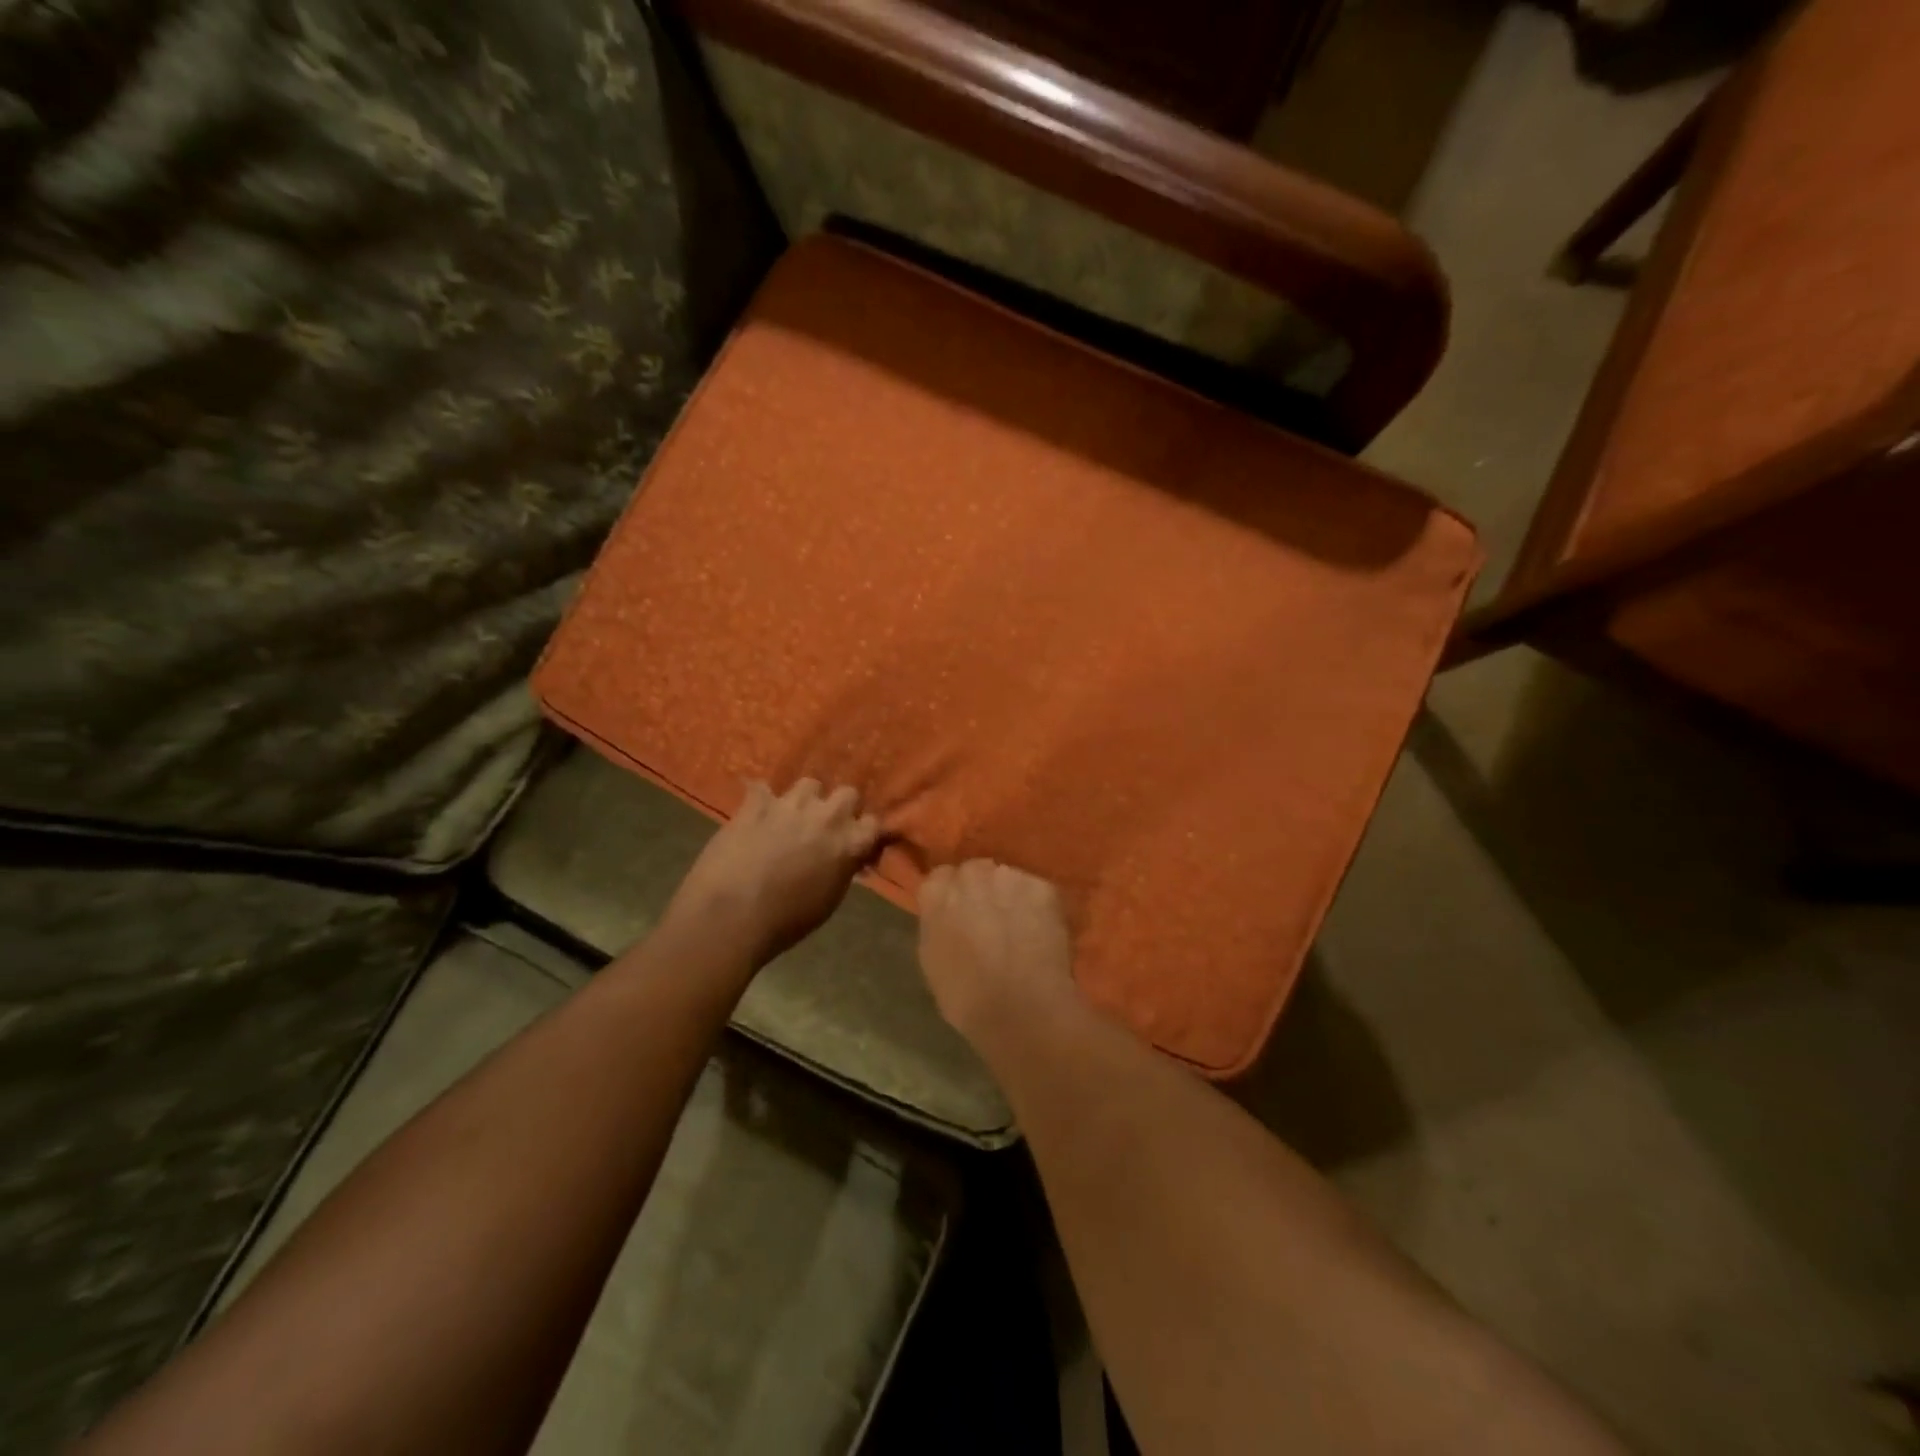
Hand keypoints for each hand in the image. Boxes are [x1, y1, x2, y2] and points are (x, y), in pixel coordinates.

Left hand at [670, 779, 879, 966]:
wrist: (731, 915)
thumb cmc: (785, 921)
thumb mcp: (829, 899)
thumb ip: (842, 868)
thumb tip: (845, 858)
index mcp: (848, 843)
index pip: (873, 823)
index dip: (863, 833)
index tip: (855, 844)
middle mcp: (826, 817)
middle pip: (847, 793)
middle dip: (840, 808)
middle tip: (825, 828)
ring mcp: (790, 805)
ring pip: (809, 784)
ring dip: (805, 800)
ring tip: (792, 817)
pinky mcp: (755, 803)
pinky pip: (763, 789)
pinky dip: (761, 800)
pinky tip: (756, 813)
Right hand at [918, 859, 1078, 1042]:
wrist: (1021, 1009)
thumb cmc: (967, 998)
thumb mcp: (932, 960)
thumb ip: (937, 924)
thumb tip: (947, 914)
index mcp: (936, 894)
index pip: (941, 876)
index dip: (952, 894)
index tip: (959, 913)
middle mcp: (971, 875)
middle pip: (976, 871)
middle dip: (982, 889)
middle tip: (991, 918)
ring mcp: (1009, 877)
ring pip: (1008, 878)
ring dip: (1010, 895)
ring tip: (1020, 926)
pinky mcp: (1043, 887)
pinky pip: (1037, 891)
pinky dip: (1038, 907)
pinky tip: (1041, 932)